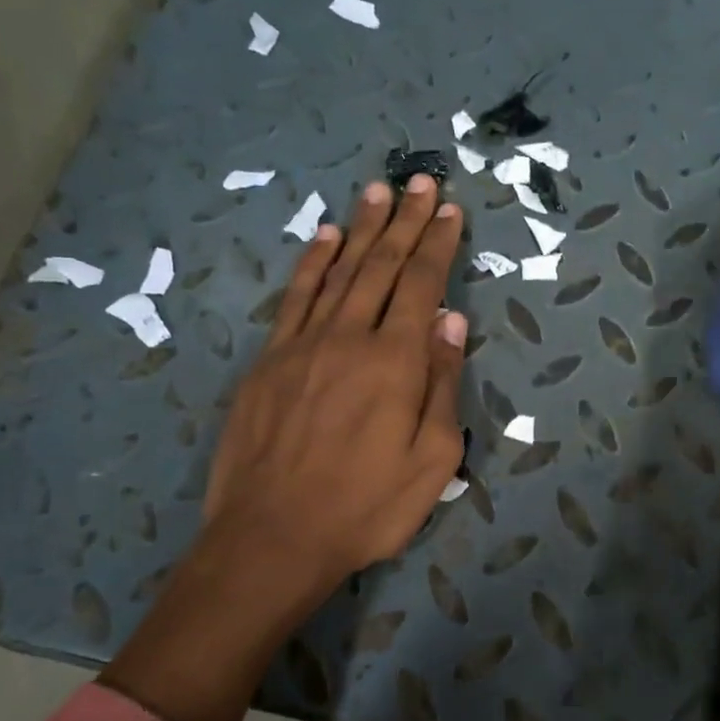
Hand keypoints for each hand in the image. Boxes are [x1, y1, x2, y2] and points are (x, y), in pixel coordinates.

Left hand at [203, 174, 467, 590]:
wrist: (272, 539)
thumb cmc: (366, 507)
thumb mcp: (433, 461)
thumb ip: (442, 386)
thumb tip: (451, 323)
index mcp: (395, 362)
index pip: (421, 286)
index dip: (437, 244)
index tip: (449, 210)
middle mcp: (349, 338)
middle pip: (381, 267)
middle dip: (404, 222)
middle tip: (419, 182)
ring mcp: (302, 346)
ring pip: (338, 272)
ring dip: (361, 229)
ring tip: (376, 192)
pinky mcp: (268, 362)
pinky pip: (294, 299)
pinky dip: (312, 264)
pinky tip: (325, 238)